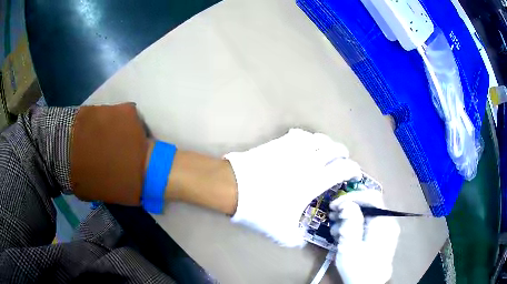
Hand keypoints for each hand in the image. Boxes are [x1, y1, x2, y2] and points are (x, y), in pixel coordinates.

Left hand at [225, 128, 360, 246]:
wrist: (234, 187)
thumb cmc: (261, 209)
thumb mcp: (280, 232)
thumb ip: (295, 239)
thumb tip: (300, 242)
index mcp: (314, 181)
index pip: (342, 169)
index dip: (353, 169)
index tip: (355, 173)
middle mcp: (308, 161)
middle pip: (334, 149)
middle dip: (343, 153)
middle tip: (343, 159)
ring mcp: (292, 150)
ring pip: (318, 138)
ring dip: (327, 143)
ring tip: (327, 149)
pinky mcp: (278, 143)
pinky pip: (298, 135)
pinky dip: (307, 137)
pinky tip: (305, 143)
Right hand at [330, 190, 399, 283]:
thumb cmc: (358, 269)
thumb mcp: (350, 247)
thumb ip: (351, 224)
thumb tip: (348, 204)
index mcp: (383, 223)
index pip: (372, 197)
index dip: (353, 197)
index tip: (335, 205)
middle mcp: (387, 222)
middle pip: (368, 206)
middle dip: (348, 208)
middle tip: (332, 216)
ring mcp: (385, 230)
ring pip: (366, 215)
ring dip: (349, 218)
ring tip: (334, 229)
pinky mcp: (380, 237)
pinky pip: (367, 224)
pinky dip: (354, 226)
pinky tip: (342, 235)